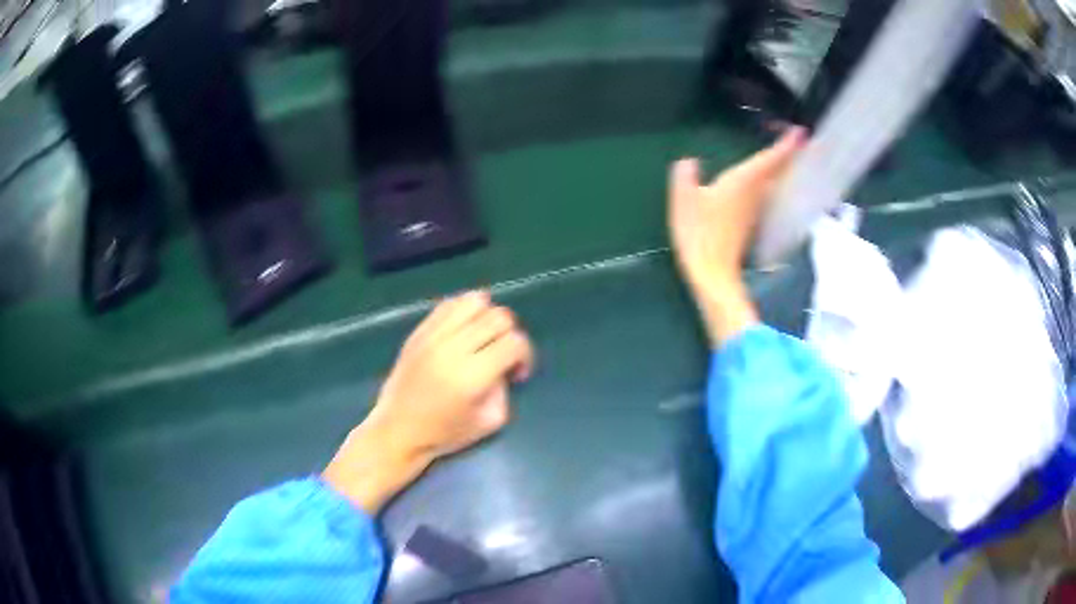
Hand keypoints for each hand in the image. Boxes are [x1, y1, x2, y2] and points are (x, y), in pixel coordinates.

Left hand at [323, 291, 534, 513]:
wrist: (398, 430)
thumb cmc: (445, 433)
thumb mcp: (490, 421)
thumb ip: (505, 388)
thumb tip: (503, 364)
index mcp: (472, 376)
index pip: (514, 342)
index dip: (525, 355)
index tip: (516, 374)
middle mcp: (453, 348)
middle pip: (498, 317)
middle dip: (510, 335)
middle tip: (502, 356)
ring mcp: (433, 336)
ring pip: (474, 301)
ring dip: (488, 317)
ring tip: (482, 338)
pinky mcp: (419, 331)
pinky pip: (449, 304)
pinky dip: (464, 311)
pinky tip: (464, 331)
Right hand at [669, 128, 804, 345]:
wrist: (711, 272)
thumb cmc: (699, 232)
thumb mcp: (683, 199)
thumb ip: (686, 175)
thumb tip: (690, 162)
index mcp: (744, 181)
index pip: (771, 158)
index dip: (787, 144)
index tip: (801, 132)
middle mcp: (757, 193)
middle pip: (779, 170)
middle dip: (789, 153)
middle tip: (798, 139)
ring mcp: (756, 209)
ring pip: (775, 183)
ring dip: (782, 168)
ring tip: (785, 155)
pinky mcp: (751, 222)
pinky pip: (767, 194)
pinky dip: (771, 183)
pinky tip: (765, 182)